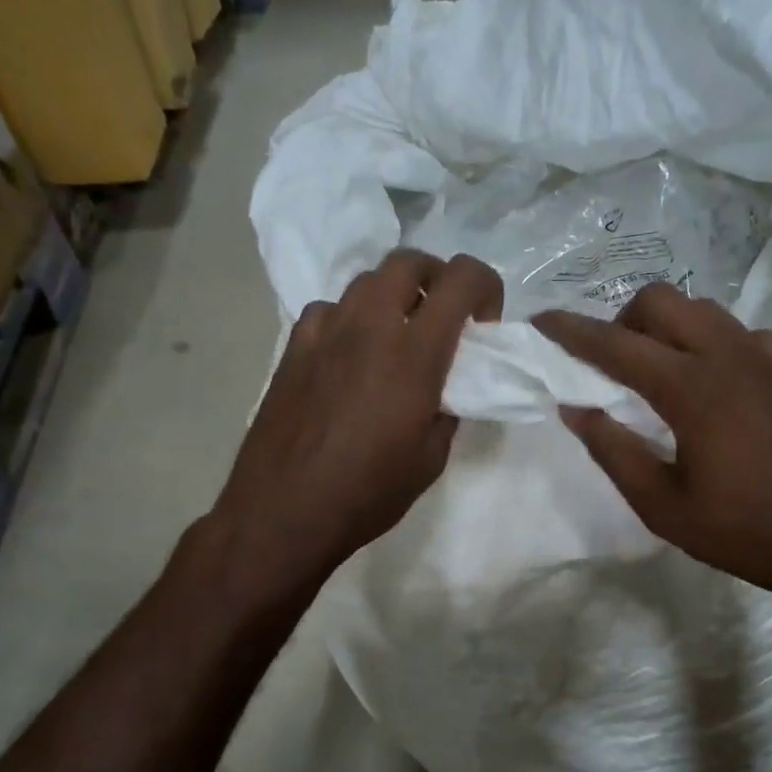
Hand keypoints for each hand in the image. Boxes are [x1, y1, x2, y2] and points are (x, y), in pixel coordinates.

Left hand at [209, 249, 502, 598]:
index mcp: (414, 354)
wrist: (284, 511)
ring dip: (393, 296)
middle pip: (409, 261)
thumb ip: (448, 409)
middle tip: (443, 320)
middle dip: (437, 278)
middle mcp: (370, 326)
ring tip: (396, 337)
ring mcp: (326, 331)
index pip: (462, 279)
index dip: (486, 285)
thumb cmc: (368, 493)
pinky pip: (329, 310)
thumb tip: (448, 386)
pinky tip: (349, 356)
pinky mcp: (294, 346)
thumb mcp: (431, 458)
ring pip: (366, 281)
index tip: (484, 323)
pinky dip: (350, 319)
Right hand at [533, 285, 771, 615]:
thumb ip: (614, 451)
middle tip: (613, 365)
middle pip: (662, 300)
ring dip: (667, 327)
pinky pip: (739, 333)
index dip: (572, 331)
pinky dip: (709, 342)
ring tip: (657, 373)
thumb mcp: (662, 506)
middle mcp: (729, 357)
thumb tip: (576, 408)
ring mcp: (766, 359)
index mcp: (692, 389)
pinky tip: (710, 384)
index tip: (541, 321)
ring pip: (702, 309)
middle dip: (623, 319)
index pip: (617, 344)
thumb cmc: (744, 532)